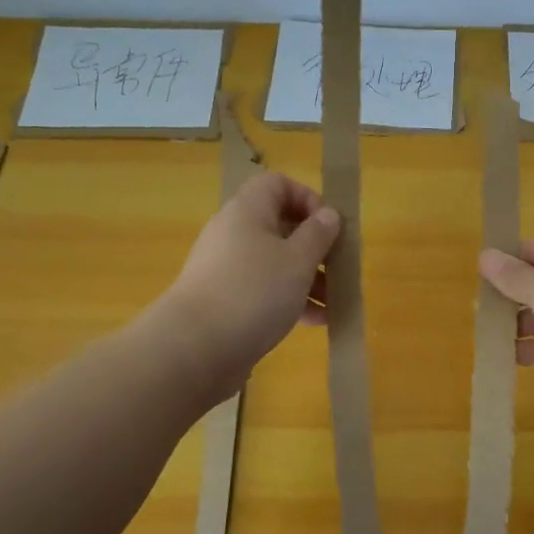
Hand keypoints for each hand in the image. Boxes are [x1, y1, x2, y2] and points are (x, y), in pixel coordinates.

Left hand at [161, 171, 341, 397]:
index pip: (278, 184)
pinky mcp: (224, 300)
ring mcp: (226, 268)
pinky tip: (315, 322)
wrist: (195, 348)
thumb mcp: (298, 260)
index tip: (328, 227)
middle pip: (280, 226)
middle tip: (338, 269)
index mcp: (248, 211)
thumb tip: (328, 215)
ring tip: (333, 303)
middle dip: (314, 247)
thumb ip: (318, 234)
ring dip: (307, 278)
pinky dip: (289, 300)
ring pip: (275, 262)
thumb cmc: (254, 292)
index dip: (308, 198)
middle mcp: (233, 233)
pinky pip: (263, 290)